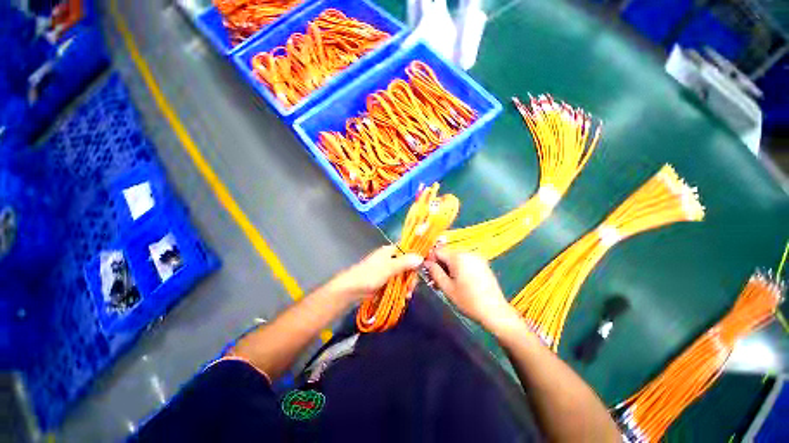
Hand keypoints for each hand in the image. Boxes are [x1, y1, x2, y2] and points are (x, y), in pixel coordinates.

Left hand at [332, 245, 422, 301]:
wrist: (351, 290)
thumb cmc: (370, 275)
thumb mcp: (389, 268)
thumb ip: (405, 263)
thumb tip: (421, 257)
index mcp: (389, 251)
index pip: (407, 250)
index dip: (415, 258)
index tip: (422, 268)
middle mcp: (389, 258)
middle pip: (407, 265)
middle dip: (411, 276)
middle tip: (411, 287)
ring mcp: (387, 270)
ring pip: (402, 275)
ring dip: (406, 284)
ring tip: (407, 295)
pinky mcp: (384, 280)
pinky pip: (397, 283)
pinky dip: (401, 289)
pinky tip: (403, 297)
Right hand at [425, 248, 516, 328]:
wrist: (494, 311)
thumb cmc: (468, 301)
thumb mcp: (447, 288)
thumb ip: (434, 272)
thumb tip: (426, 262)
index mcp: (458, 257)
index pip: (437, 251)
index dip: (430, 260)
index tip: (429, 272)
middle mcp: (468, 252)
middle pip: (447, 253)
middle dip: (440, 265)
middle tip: (436, 281)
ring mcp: (477, 257)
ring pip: (455, 257)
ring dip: (449, 267)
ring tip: (447, 283)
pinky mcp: (482, 263)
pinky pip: (465, 260)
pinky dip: (459, 267)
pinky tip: (459, 281)